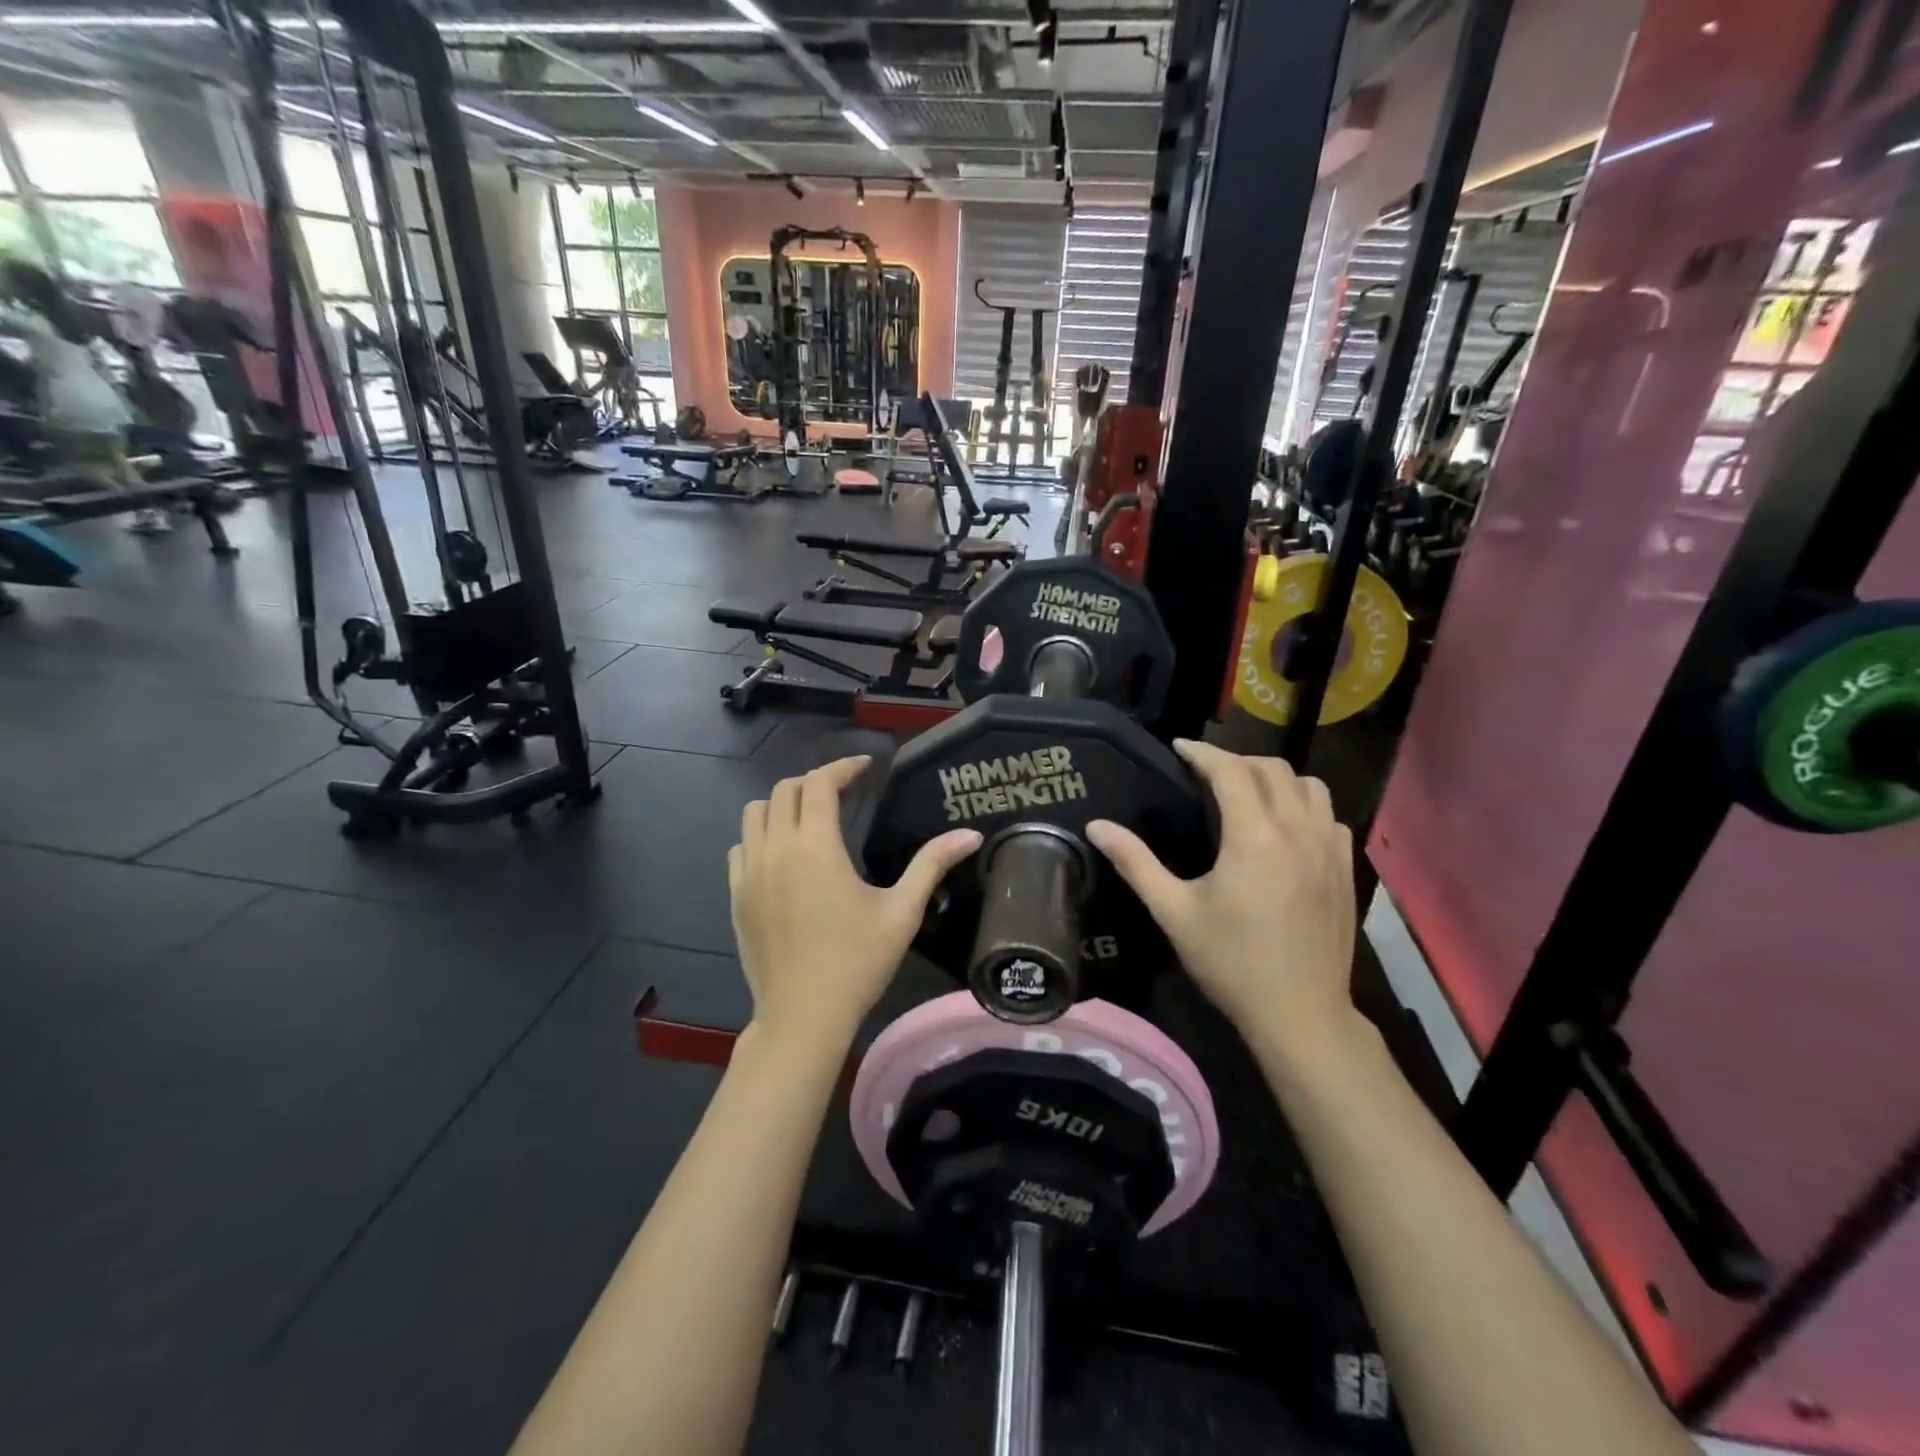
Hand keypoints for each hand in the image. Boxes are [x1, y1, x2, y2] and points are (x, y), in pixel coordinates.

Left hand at [730, 756, 981, 1050]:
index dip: (843, 767)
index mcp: (815, 846)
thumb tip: (971, 834)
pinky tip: (783, 856)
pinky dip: (760, 836)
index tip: (866, 768)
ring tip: (811, 818)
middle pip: (785, 790)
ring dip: (783, 804)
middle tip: (844, 793)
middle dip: (815, 782)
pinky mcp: (735, 896)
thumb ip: (932, 864)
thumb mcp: (902, 912)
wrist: (803, 1016)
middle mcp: (775, 848)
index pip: (820, 783)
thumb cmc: (857, 962)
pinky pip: (741, 846)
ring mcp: (749, 872)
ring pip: (755, 814)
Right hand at [1086, 741, 1357, 1059]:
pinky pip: (1329, 816)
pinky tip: (1287, 828)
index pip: (1230, 770)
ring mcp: (1329, 849)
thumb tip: (1097, 826)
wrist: (1300, 1013)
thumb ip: (1135, 862)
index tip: (1180, 748)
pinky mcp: (1346, 869)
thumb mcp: (1173, 912)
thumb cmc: (1230, 962)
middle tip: (1206, 773)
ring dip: (1275, 778)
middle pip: (1272, 769)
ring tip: (1248, 793)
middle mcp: (1297, 831)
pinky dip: (1306, 806)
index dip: (1203, 752)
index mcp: (1253, 837)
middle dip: (1236, 760)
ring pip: (1309, 786)